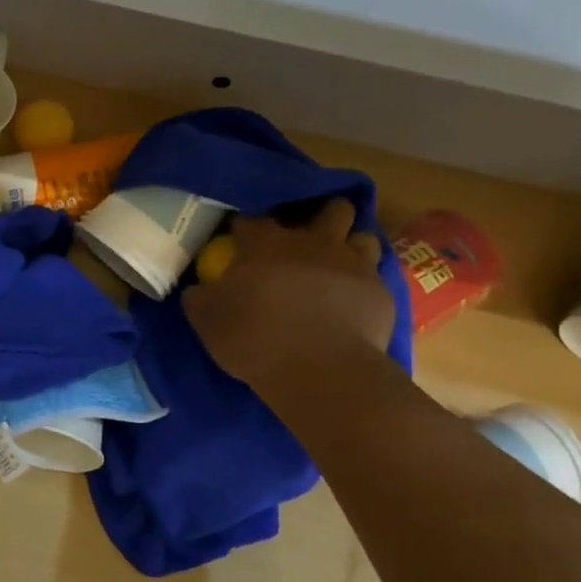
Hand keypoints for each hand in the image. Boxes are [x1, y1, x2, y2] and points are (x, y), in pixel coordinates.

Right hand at [182, 199, 392, 390]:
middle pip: (328, 209)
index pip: (251, 219)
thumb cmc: (254, 339)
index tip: (236, 242)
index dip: (243, 228)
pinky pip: (374, 276)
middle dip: (319, 217)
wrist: (320, 372)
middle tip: (304, 240)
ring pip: (361, 236)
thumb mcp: (206, 320)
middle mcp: (313, 242)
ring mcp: (352, 264)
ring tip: (335, 267)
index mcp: (265, 244)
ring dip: (348, 246)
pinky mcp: (380, 292)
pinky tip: (350, 302)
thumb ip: (200, 296)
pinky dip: (361, 283)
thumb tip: (200, 287)